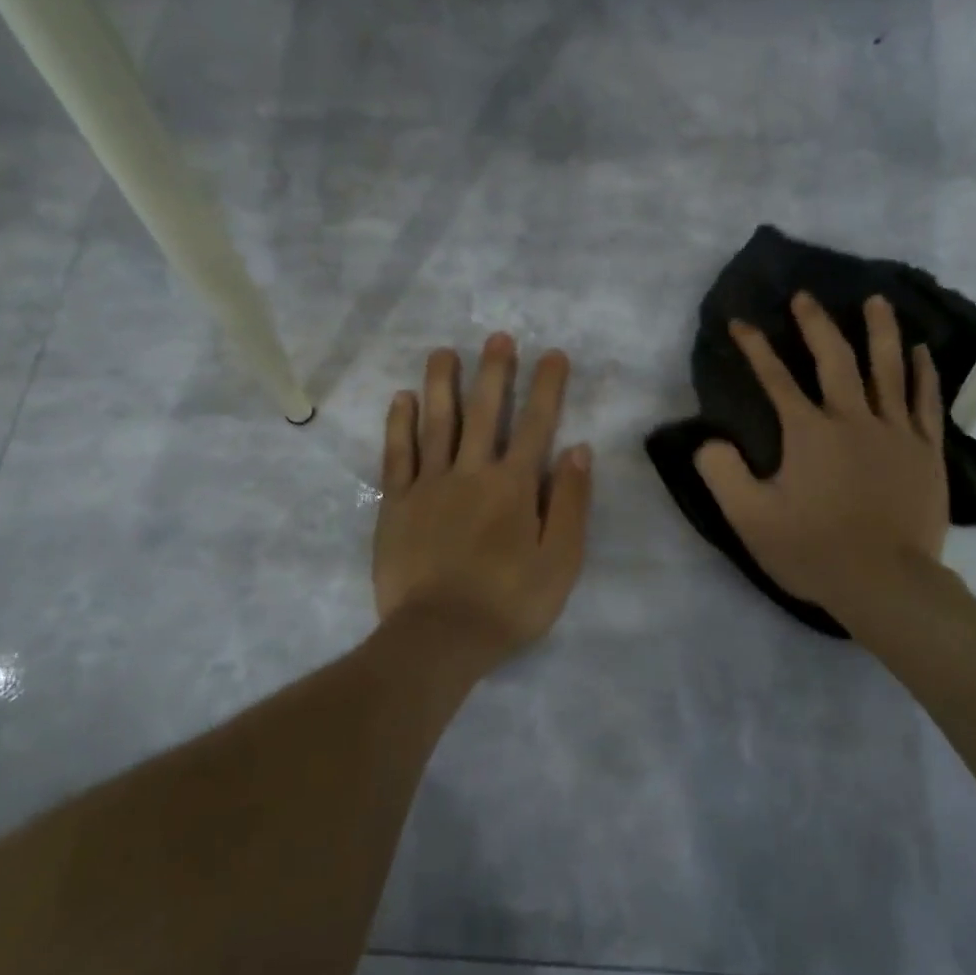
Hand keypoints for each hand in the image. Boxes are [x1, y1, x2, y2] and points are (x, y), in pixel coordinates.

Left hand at [374, 333, 592, 663]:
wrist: (438, 638)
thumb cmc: (508, 604)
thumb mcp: (560, 562)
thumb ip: (571, 504)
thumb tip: (578, 450)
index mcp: (514, 486)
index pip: (536, 425)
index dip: (547, 387)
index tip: (552, 354)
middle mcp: (471, 473)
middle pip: (483, 412)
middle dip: (494, 371)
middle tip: (497, 336)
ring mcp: (429, 485)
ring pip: (436, 423)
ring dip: (441, 384)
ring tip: (443, 351)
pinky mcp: (396, 503)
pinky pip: (397, 455)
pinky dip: (400, 425)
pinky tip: (402, 399)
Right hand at [693, 293, 949, 626]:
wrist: (887, 585)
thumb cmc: (814, 551)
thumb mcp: (750, 519)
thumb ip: (722, 474)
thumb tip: (708, 439)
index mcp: (809, 432)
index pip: (775, 378)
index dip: (755, 347)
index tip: (740, 322)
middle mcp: (853, 419)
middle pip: (835, 358)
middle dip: (816, 324)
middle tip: (805, 297)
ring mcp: (896, 432)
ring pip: (888, 368)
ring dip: (879, 331)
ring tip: (875, 300)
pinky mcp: (926, 451)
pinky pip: (925, 400)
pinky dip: (923, 372)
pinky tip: (921, 350)